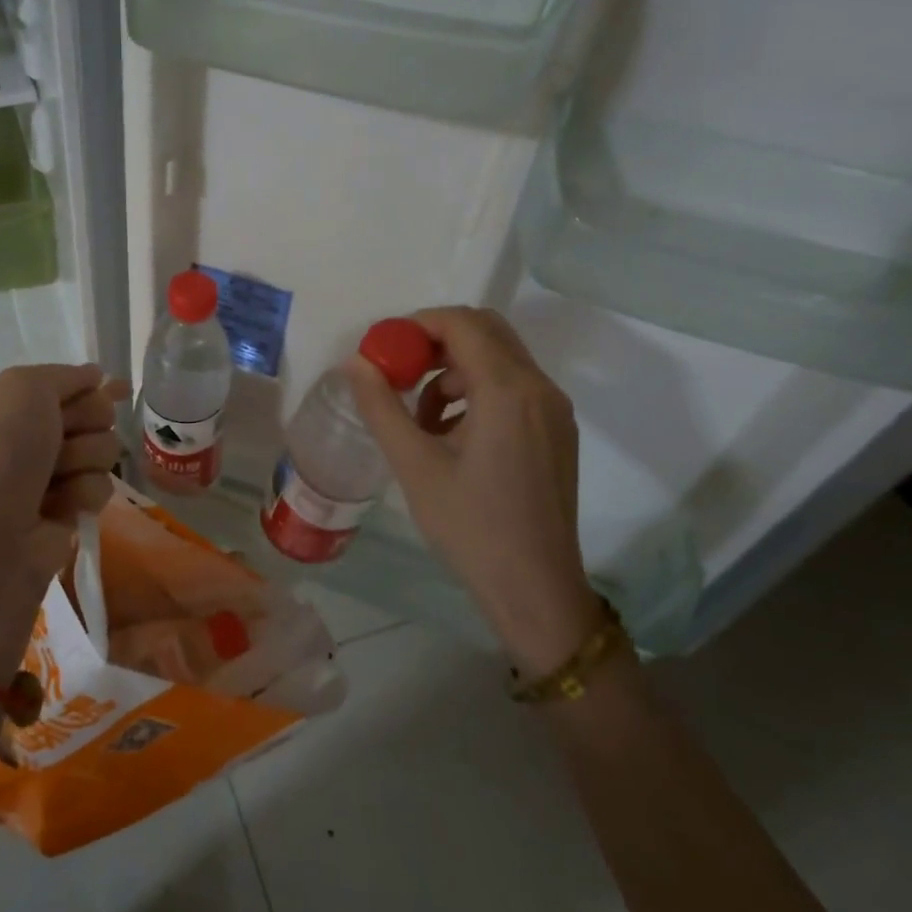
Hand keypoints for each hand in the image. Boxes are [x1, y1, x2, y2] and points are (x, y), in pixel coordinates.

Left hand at [0, 364, 127, 679]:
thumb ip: (62, 375)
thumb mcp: (22, 390)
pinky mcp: (62, 512)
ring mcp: (42, 476)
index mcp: (0, 402)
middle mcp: (20, 436)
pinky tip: (64, 509)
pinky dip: (85, 493)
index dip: (89, 386)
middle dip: (87, 422)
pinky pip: (98, 487)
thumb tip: (94, 376)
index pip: (62, 382)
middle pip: (89, 412)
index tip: (117, 388)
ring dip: (86, 459)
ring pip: (100, 449)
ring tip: (57, 481)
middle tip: (64, 439)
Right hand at [348, 307, 601, 674]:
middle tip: (398, 371)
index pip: (462, 323)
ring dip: (455, 370)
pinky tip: (450, 436)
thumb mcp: (414, 465)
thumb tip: (354, 362)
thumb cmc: (470, 526)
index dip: (417, 325)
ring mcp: (554, 410)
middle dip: (436, 341)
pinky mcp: (557, 431)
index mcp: (508, 391)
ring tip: (420, 418)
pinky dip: (477, 392)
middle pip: (486, 331)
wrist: (535, 587)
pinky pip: (513, 388)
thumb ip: (381, 406)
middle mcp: (540, 388)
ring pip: (499, 360)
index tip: (383, 349)